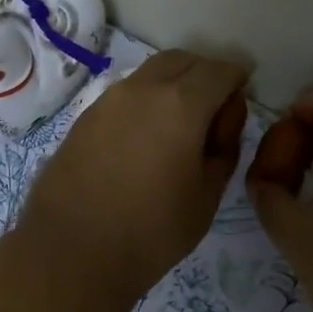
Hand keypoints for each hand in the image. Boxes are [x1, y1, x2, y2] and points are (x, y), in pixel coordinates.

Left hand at [20, 50, 249, 301]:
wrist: (70, 251)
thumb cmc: (151, 231)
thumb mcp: (207, 196)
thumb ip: (224, 148)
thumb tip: (223, 119)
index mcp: (181, 104)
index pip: (220, 71)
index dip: (237, 79)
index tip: (242, 98)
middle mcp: (143, 89)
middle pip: (182, 61)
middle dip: (204, 74)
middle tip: (214, 109)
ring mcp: (107, 100)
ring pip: (150, 74)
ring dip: (172, 85)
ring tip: (180, 126)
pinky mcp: (84, 118)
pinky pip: (125, 95)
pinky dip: (145, 102)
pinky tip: (145, 138)